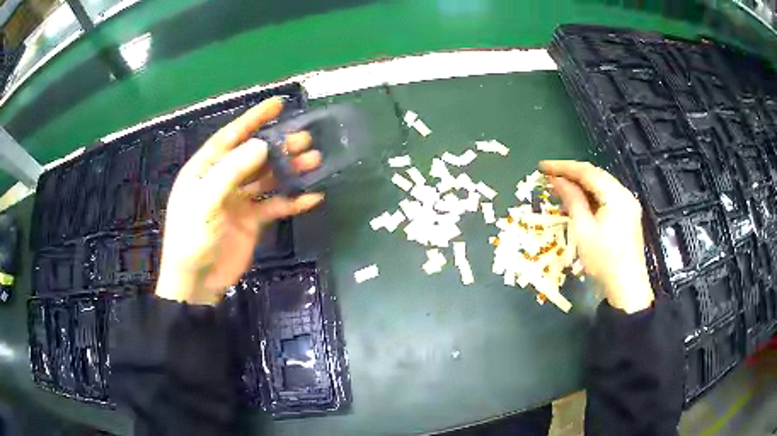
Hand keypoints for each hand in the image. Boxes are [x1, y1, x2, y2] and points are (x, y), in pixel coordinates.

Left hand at [156, 97, 323, 304]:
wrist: (196, 282)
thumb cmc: (191, 238)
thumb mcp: (205, 201)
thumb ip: (231, 172)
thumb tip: (261, 145)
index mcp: (206, 169)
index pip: (231, 137)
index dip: (253, 119)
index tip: (278, 104)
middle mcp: (223, 179)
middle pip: (254, 156)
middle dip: (279, 146)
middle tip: (305, 139)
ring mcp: (239, 200)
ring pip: (268, 178)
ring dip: (290, 170)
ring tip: (314, 162)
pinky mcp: (252, 220)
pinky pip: (275, 205)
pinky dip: (293, 201)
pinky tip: (312, 197)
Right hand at [540, 160, 653, 313]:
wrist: (626, 289)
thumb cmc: (604, 260)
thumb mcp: (583, 229)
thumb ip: (572, 199)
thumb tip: (557, 179)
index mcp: (616, 195)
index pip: (587, 172)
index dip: (563, 167)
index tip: (542, 167)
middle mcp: (625, 195)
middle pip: (595, 176)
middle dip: (571, 174)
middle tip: (549, 177)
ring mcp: (628, 205)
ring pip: (601, 187)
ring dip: (580, 186)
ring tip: (560, 189)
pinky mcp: (627, 216)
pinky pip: (606, 199)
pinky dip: (590, 198)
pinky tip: (578, 203)